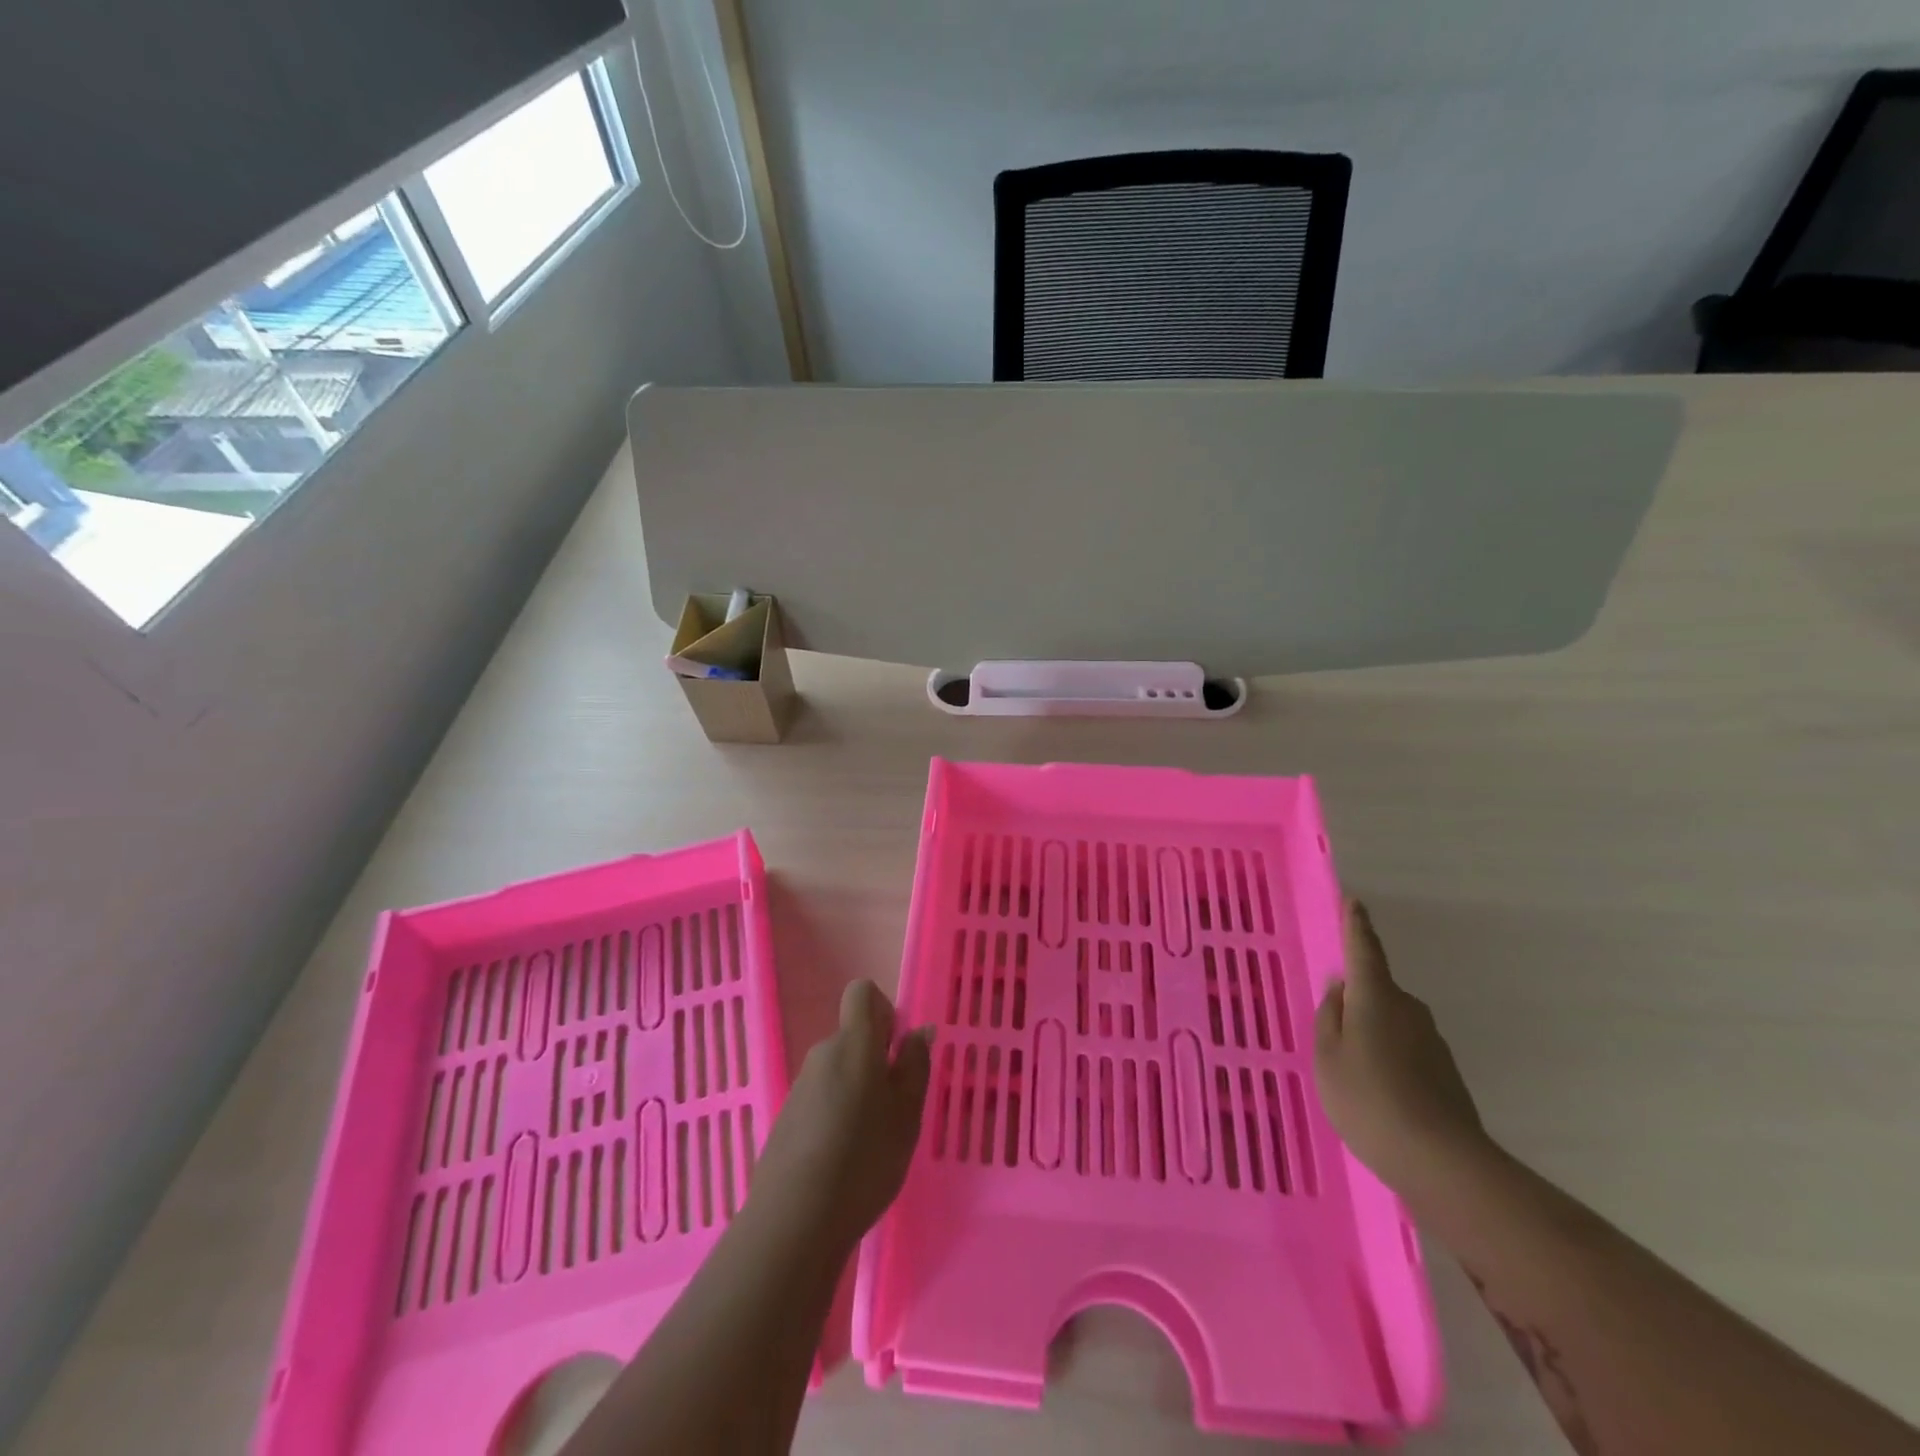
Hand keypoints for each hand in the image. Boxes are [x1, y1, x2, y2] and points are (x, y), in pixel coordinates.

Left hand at [750, 980, 932, 1253]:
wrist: (794, 1220)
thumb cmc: (864, 1159)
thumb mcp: (906, 1114)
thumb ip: (915, 1066)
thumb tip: (919, 1030)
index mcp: (854, 1043)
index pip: (863, 993)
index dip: (883, 1011)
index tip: (897, 1050)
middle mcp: (822, 1054)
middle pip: (852, 1037)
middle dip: (875, 1061)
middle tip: (895, 1108)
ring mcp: (800, 1087)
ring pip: (838, 1072)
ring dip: (857, 1092)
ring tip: (872, 1142)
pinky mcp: (786, 1118)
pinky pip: (820, 1100)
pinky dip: (836, 1116)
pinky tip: (844, 1161)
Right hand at [1315, 899, 1492, 1204]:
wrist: (1441, 1161)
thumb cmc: (1368, 1097)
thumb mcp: (1328, 1055)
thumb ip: (1331, 1016)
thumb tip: (1342, 988)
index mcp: (1376, 996)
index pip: (1364, 949)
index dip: (1356, 925)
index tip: (1354, 901)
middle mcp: (1409, 1010)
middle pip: (1377, 991)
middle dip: (1357, 999)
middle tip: (1333, 1027)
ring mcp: (1431, 1042)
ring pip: (1391, 1023)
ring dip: (1372, 1034)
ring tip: (1351, 1071)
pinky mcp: (1444, 1072)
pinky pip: (1405, 1050)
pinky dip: (1388, 1059)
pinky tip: (1377, 1093)